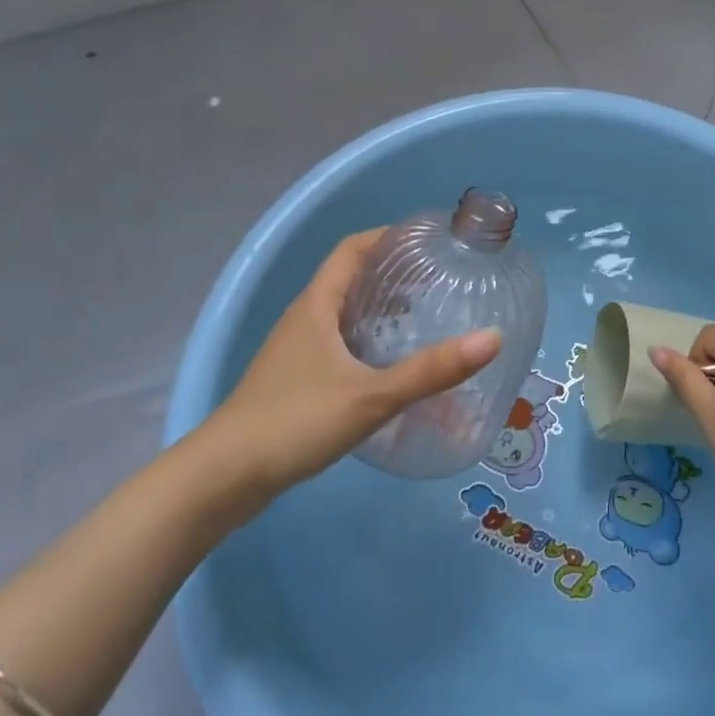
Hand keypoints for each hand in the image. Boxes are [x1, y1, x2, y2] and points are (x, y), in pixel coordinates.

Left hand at [192, 230, 500, 506]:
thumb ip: (430, 371)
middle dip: (392, 273)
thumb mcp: (370, 397)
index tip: (427, 239)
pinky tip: (388, 367)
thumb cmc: (294, 422)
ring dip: (380, 308)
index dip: (388, 236)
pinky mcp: (294, 380)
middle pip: (350, 277)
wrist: (222, 479)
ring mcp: (295, 350)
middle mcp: (304, 318)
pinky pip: (338, 343)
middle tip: (438, 280)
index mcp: (317, 304)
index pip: (352, 248)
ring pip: (344, 312)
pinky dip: (367, 340)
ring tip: (422, 317)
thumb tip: (491, 339)